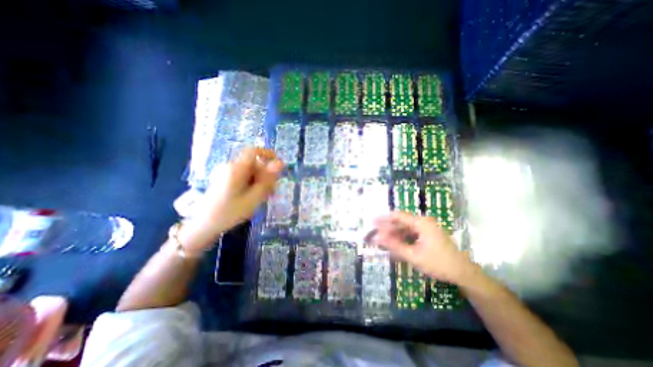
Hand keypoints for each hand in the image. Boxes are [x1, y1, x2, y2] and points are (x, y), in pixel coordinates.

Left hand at [180, 147, 281, 248]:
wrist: (203, 226)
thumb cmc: (229, 212)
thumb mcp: (253, 198)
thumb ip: (268, 180)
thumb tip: (280, 163)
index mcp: (236, 169)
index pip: (254, 152)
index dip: (268, 155)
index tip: (279, 167)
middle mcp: (231, 167)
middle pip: (254, 164)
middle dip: (266, 176)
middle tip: (271, 192)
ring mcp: (227, 173)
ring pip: (251, 172)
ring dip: (260, 182)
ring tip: (262, 198)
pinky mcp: (225, 180)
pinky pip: (244, 177)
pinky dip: (252, 185)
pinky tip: (253, 197)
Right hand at [376, 211, 477, 285]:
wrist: (464, 273)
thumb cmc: (438, 263)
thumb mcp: (414, 256)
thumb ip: (394, 246)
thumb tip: (378, 239)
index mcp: (421, 223)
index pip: (398, 216)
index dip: (384, 219)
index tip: (372, 223)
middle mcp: (423, 222)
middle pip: (401, 222)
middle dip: (387, 228)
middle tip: (375, 234)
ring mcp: (426, 228)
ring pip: (405, 228)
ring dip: (394, 234)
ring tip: (383, 241)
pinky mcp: (428, 235)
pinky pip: (411, 234)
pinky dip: (402, 238)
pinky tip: (395, 245)